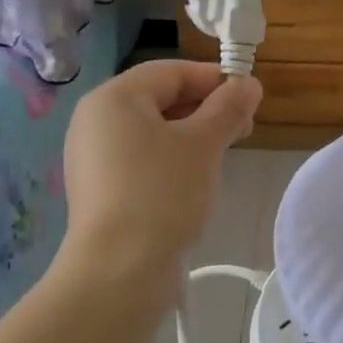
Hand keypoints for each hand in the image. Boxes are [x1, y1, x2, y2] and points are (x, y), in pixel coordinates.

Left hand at [59, 61, 261, 283]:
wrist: (119, 270)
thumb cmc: (162, 193)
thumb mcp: (203, 144)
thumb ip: (228, 108)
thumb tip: (249, 83)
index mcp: (113, 98)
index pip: (170, 72)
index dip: (213, 79)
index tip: (250, 97)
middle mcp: (95, 120)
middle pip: (158, 99)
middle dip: (205, 109)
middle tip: (244, 129)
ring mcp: (92, 157)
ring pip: (151, 132)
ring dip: (191, 136)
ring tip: (223, 155)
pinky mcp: (99, 189)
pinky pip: (140, 160)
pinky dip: (170, 160)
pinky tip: (194, 181)